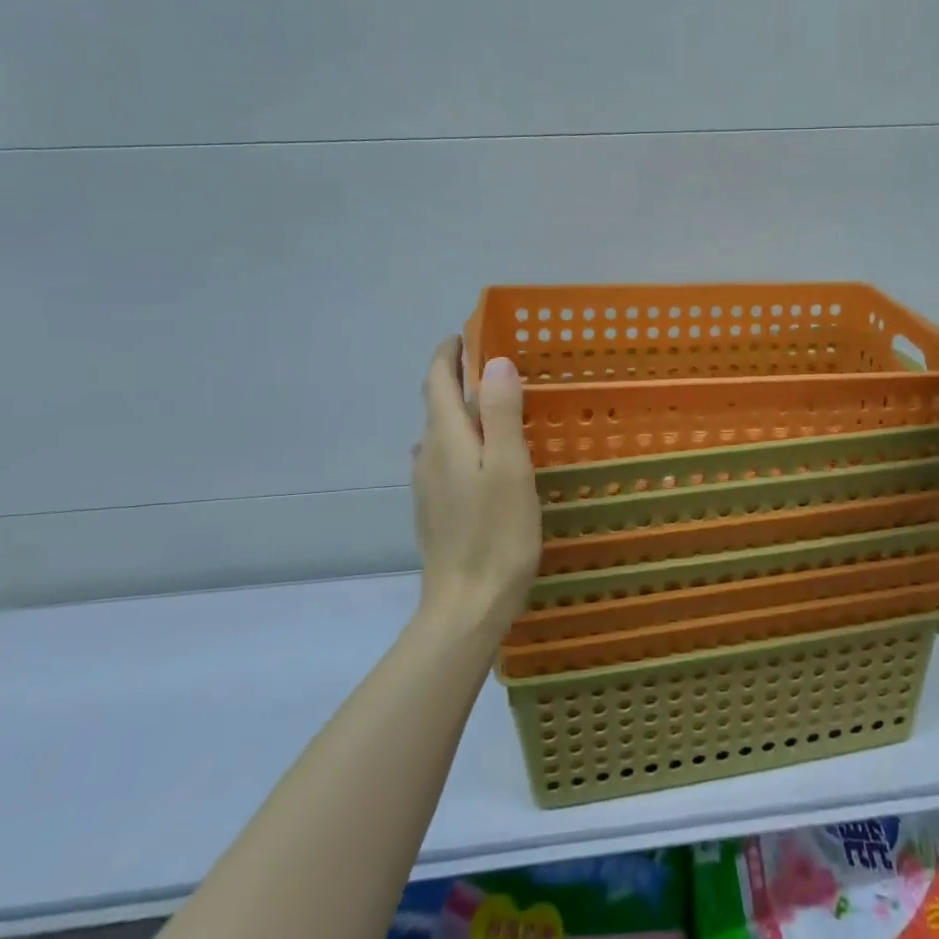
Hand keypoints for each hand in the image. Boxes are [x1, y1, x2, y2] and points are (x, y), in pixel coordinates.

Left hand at [411, 338, 541, 642]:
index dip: (448, 355)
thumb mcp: (509, 467)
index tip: (465, 334)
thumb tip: (494, 361)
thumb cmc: (496, 532)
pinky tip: (482, 458)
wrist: (467, 604)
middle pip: (437, 405)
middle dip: (456, 378)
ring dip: (460, 411)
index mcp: (447, 439)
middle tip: (492, 365)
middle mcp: (429, 456)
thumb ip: (501, 412)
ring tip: (494, 407)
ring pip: (441, 434)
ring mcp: (428, 486)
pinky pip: (445, 459)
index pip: (437, 382)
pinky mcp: (435, 509)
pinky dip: (463, 441)